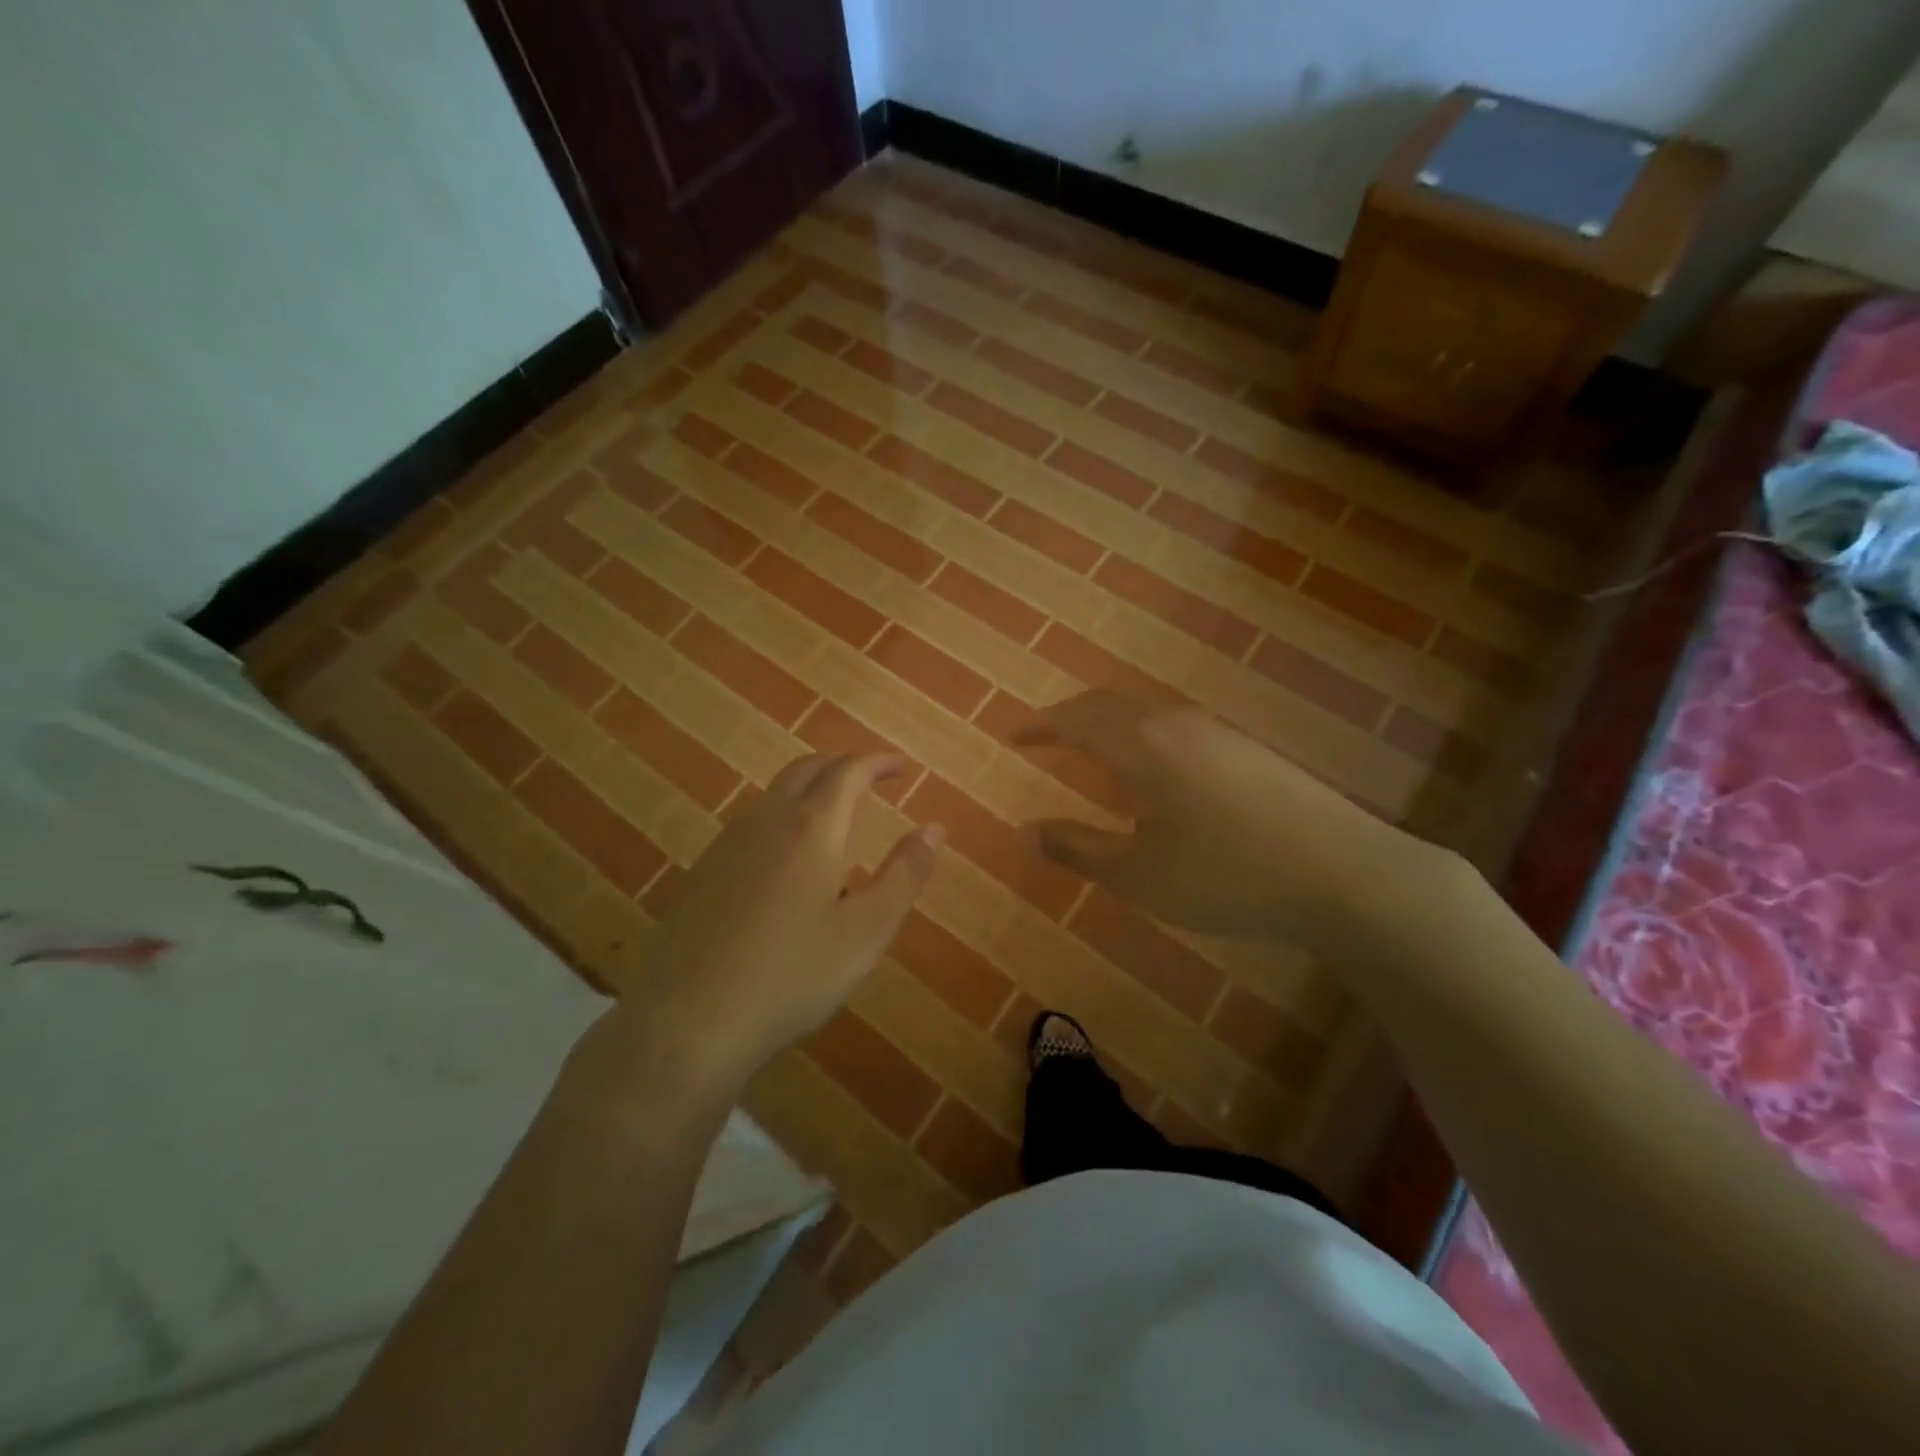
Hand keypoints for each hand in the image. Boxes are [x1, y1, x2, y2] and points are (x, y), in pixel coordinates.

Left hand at [584, 753, 941, 1094]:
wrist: (687, 1022)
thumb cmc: (791, 977)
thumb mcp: (865, 932)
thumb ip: (904, 876)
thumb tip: (933, 829)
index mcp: (811, 829)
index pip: (849, 772)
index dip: (879, 763)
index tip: (902, 767)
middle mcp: (766, 822)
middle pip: (806, 770)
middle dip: (843, 765)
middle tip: (871, 779)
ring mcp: (727, 845)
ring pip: (774, 794)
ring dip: (810, 788)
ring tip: (836, 815)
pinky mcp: (703, 872)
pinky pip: (752, 823)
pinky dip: (783, 816)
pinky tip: (788, 860)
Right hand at [1019, 691, 1445, 957]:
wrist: (1344, 873)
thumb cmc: (1225, 875)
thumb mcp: (1138, 874)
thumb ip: (1076, 849)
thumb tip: (1022, 832)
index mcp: (1141, 745)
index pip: (1077, 720)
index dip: (1041, 726)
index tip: (1015, 735)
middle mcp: (1176, 724)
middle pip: (1111, 704)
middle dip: (1072, 716)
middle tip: (1046, 735)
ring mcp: (1218, 732)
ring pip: (1147, 712)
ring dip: (1111, 722)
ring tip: (1093, 747)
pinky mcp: (1248, 749)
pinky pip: (1176, 726)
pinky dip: (1144, 734)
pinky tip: (1156, 768)